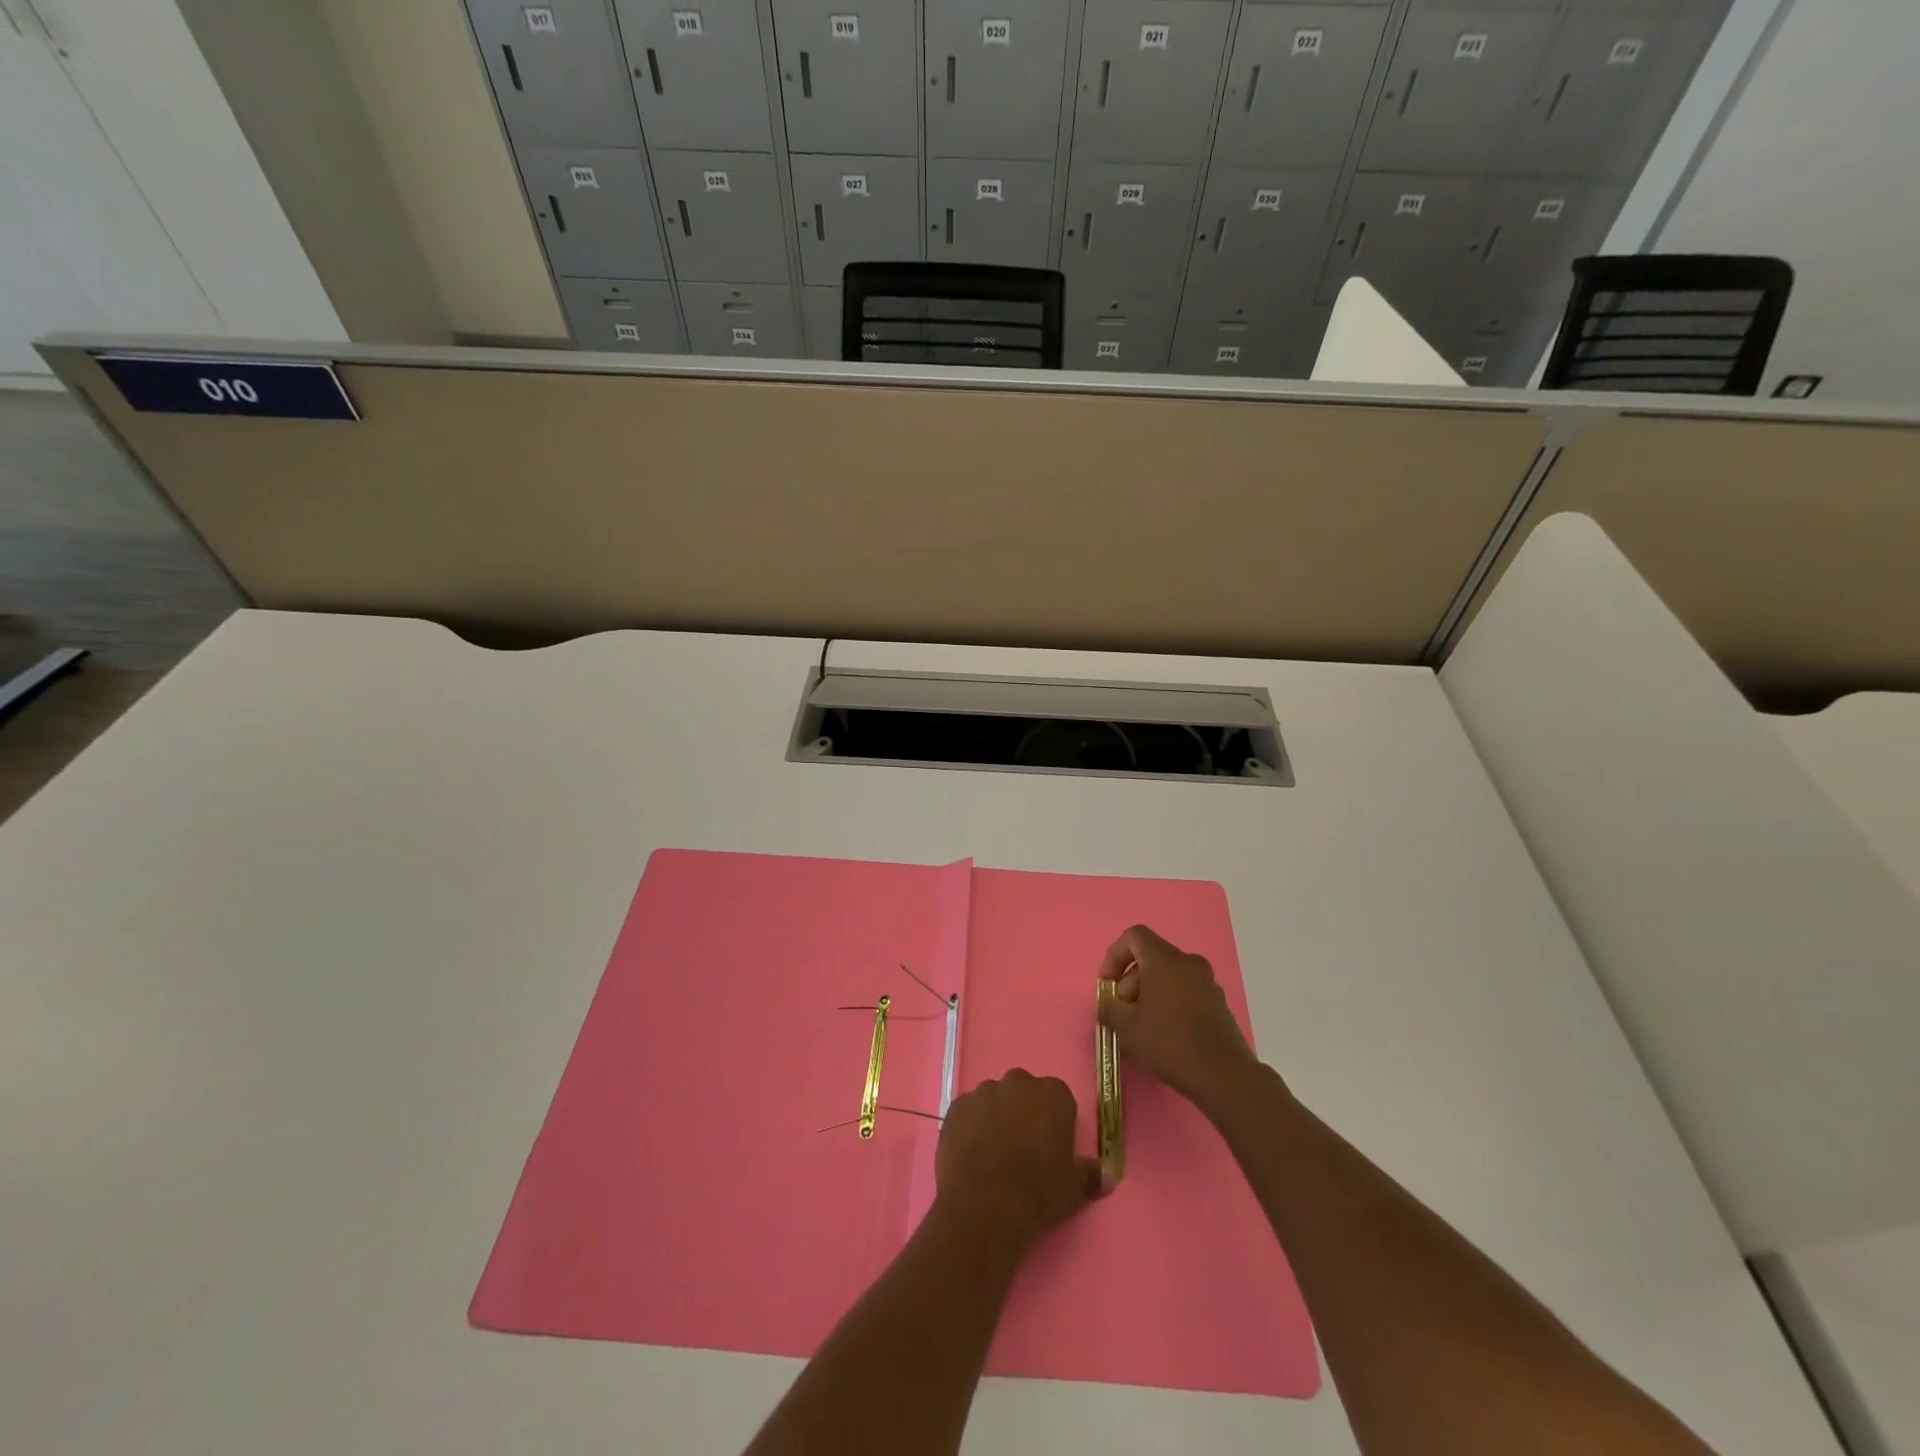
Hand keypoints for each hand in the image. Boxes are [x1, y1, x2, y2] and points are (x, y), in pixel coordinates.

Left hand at [934, 1070, 1102, 1255]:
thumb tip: (1108, 1174)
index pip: (1059, 1099)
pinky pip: (968, 1112)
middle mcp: (1018, 1082)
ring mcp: (984, 1091)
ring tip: (994, 1155)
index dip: (1055, 1122)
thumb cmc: (1038, 1192)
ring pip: (994, 1100)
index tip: (1051, 1146)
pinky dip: (971, 1126)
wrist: (986, 1205)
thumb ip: (1091, 1174)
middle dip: (1024, 1113)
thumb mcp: (1074, 1188)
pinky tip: (972, 1155)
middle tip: (1023, 1150)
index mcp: (1053, 1094)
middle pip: (1024, 1092)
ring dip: (996, 1117)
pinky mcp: (956, 1106)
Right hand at [1097, 924, 1262, 1112]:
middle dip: (1131, 981)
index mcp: (1165, 960)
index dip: (1115, 955)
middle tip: (1124, 1012)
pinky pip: (1185, 991)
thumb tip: (1108, 1004)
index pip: (1134, 936)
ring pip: (1169, 976)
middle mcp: (1188, 963)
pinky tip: (1165, 1034)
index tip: (1109, 985)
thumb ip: (1109, 1008)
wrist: (1222, 1075)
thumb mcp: (1127, 1028)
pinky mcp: (1218, 1003)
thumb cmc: (1169, 1043)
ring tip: (1142, 1027)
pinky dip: (1170, 1003)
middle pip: (1151, 957)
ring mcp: (1207, 982)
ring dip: (1149, 993)